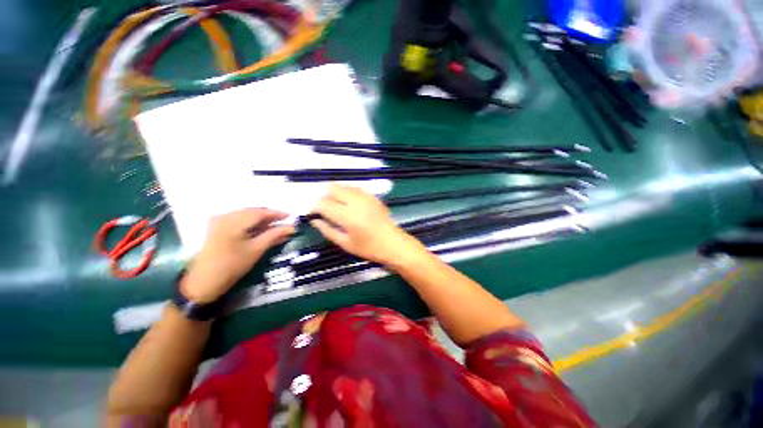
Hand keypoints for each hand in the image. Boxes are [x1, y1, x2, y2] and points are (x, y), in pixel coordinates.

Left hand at [181, 208, 294, 302]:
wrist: (204, 281)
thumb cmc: (233, 265)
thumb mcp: (257, 249)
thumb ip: (274, 235)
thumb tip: (292, 227)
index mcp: (234, 220)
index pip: (260, 212)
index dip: (277, 214)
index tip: (291, 217)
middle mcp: (225, 216)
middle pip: (253, 212)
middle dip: (269, 217)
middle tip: (284, 223)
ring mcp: (219, 221)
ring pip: (246, 216)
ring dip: (262, 221)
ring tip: (275, 228)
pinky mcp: (217, 227)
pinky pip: (239, 220)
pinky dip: (252, 224)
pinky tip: (260, 230)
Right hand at [310, 185, 425, 267]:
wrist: (393, 243)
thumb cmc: (369, 248)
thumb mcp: (345, 244)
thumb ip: (328, 230)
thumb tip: (314, 220)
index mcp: (348, 217)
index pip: (324, 204)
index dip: (315, 207)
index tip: (313, 213)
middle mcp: (356, 202)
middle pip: (333, 188)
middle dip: (325, 197)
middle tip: (325, 209)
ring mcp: (366, 197)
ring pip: (344, 186)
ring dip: (336, 193)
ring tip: (336, 206)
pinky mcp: (372, 196)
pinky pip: (355, 188)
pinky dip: (347, 193)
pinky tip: (349, 203)